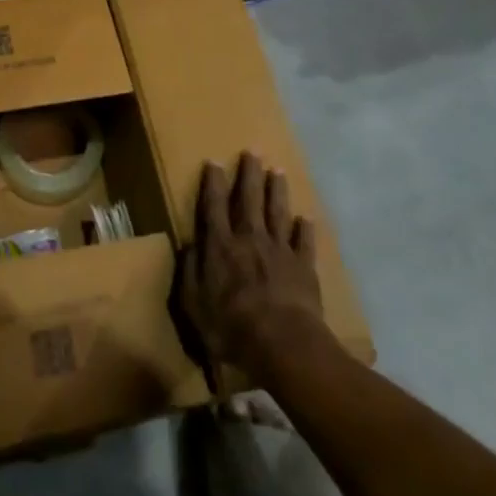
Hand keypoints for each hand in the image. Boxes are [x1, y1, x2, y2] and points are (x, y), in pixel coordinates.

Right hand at [179, 152, 324, 380]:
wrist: (283, 344)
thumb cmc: (231, 327)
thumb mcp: (194, 304)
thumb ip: (190, 271)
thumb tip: (190, 244)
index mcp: (221, 246)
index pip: (214, 207)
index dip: (214, 183)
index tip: (215, 161)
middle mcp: (249, 239)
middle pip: (249, 200)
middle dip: (249, 174)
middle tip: (252, 151)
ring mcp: (279, 251)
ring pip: (277, 212)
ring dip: (277, 190)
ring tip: (277, 170)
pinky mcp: (304, 267)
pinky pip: (304, 242)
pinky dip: (304, 229)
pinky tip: (306, 218)